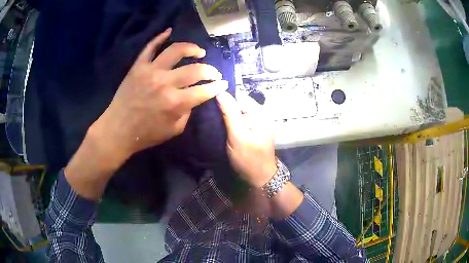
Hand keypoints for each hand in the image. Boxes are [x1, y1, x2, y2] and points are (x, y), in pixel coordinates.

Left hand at [93, 28, 227, 162]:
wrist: (118, 130)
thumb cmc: (146, 134)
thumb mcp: (174, 130)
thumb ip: (187, 112)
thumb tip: (194, 96)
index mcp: (175, 103)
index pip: (205, 90)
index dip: (217, 86)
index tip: (223, 83)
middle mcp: (165, 83)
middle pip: (195, 69)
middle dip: (211, 70)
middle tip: (213, 72)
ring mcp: (151, 71)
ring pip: (176, 50)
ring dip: (192, 48)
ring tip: (199, 52)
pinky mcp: (138, 66)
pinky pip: (150, 47)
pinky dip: (160, 37)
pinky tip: (169, 31)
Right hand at [216, 92, 276, 187]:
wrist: (260, 177)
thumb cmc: (249, 158)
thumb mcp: (238, 135)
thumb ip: (230, 113)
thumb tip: (220, 92)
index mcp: (259, 111)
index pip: (239, 94)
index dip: (223, 96)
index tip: (208, 99)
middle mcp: (259, 113)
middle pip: (238, 102)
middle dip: (224, 105)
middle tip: (207, 110)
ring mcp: (256, 122)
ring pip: (237, 111)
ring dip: (225, 113)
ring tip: (211, 116)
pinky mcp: (252, 129)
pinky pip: (239, 119)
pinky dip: (229, 120)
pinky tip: (220, 124)